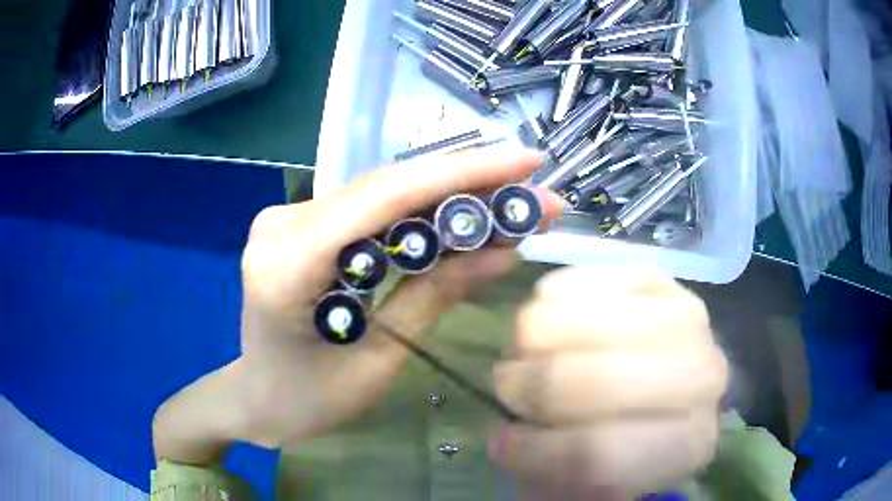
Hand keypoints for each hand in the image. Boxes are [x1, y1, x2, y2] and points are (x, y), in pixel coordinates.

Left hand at [229, 147, 564, 448]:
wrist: (258, 398)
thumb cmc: (308, 399)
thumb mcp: (378, 357)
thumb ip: (436, 294)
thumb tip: (504, 249)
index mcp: (288, 261)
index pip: (386, 196)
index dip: (463, 172)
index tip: (526, 162)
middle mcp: (283, 223)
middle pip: (388, 186)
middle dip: (467, 182)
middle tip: (531, 186)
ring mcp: (288, 218)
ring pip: (382, 193)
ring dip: (448, 195)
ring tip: (509, 200)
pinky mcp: (301, 225)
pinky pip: (368, 210)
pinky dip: (418, 212)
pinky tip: (461, 214)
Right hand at [489, 266, 728, 498]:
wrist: (668, 382)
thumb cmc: (630, 438)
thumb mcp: (596, 477)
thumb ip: (555, 470)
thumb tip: (504, 440)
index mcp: (689, 443)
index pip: (599, 454)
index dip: (535, 452)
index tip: (501, 445)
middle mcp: (703, 377)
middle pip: (597, 382)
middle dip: (531, 389)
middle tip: (510, 391)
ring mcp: (684, 315)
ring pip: (582, 322)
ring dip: (531, 342)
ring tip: (529, 356)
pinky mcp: (656, 275)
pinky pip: (579, 281)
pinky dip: (546, 303)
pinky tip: (551, 323)